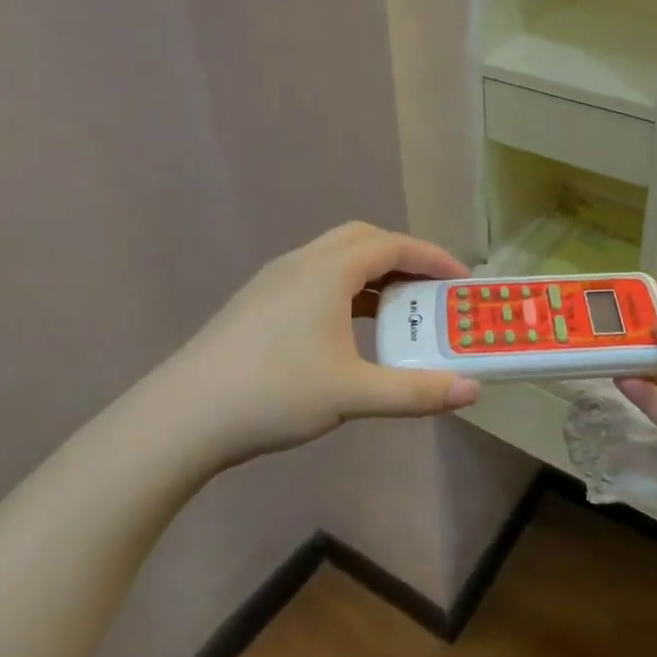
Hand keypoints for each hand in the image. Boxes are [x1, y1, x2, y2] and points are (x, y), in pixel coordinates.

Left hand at [178, 223, 480, 462]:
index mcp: (328, 270)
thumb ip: (417, 392)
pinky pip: (315, 278)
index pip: (393, 245)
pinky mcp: (257, 302)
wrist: (183, 417)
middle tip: (430, 289)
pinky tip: (348, 329)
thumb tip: (473, 390)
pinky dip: (346, 289)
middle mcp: (301, 262)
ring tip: (397, 308)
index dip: (433, 258)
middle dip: (403, 258)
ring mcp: (274, 280)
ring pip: (335, 257)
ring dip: (372, 273)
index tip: (462, 280)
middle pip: (363, 239)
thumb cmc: (274, 394)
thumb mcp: (354, 394)